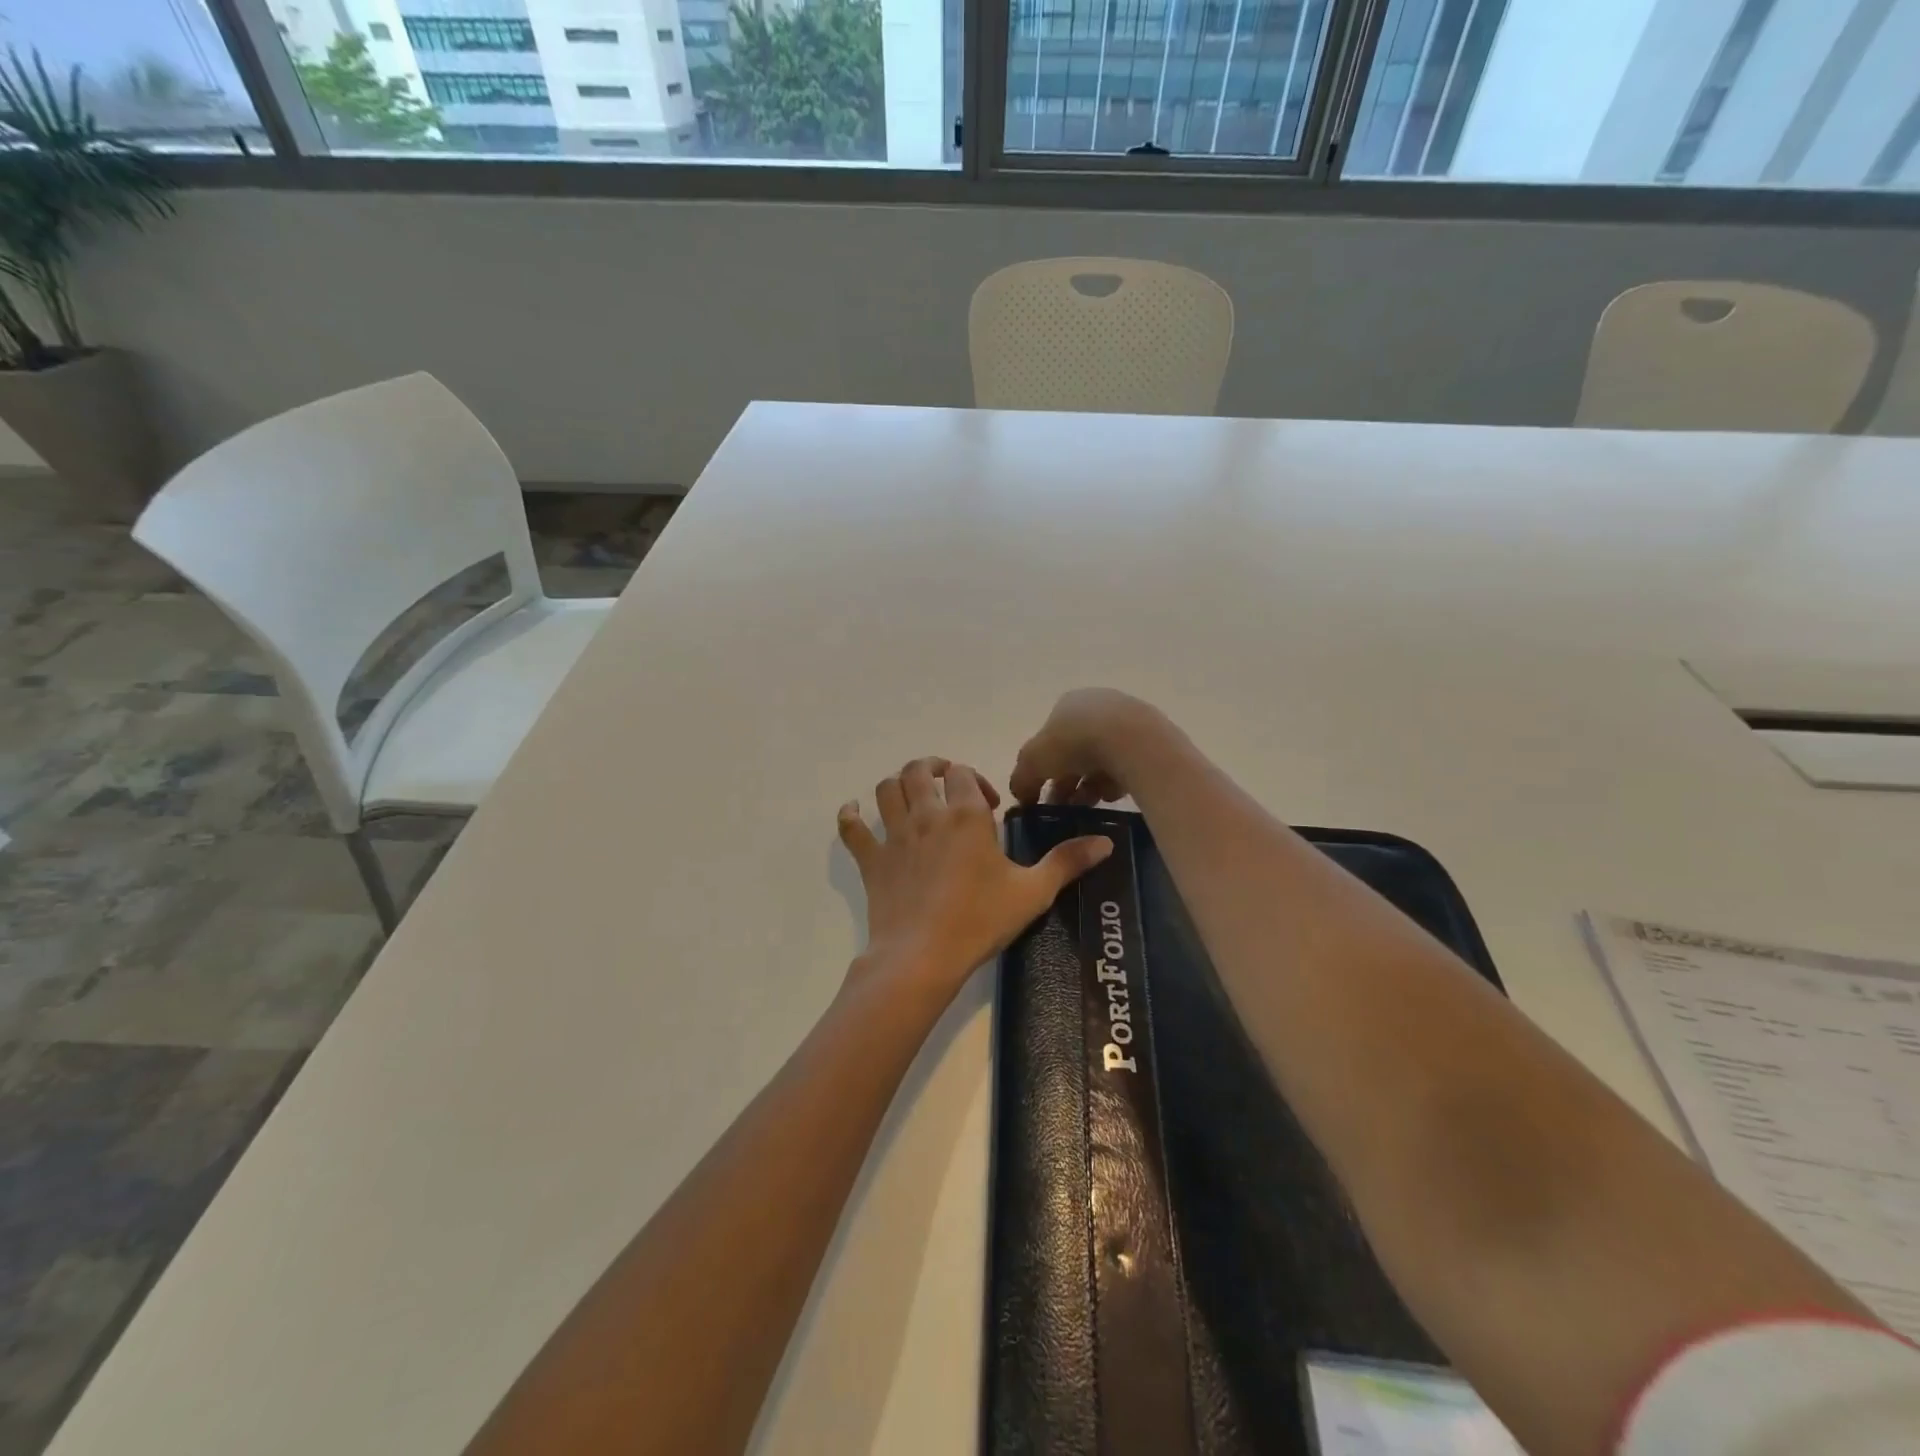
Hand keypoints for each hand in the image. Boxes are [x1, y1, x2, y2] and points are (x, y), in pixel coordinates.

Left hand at [837, 757, 1113, 1004]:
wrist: (923, 957)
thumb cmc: (980, 921)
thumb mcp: (1032, 893)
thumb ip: (1067, 863)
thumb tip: (1106, 842)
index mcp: (965, 816)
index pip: (962, 773)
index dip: (973, 779)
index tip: (987, 806)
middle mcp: (927, 816)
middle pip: (919, 771)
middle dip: (932, 770)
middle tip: (946, 787)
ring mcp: (895, 836)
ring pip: (886, 789)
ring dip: (898, 785)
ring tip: (912, 799)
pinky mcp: (872, 860)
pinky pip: (852, 828)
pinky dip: (850, 815)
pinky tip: (855, 813)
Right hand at [1010, 688, 1174, 806]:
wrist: (1133, 741)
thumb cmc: (1074, 743)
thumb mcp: (1033, 762)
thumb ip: (1022, 778)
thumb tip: (1020, 794)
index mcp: (1067, 704)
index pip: (1049, 739)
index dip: (1043, 768)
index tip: (1042, 794)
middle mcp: (1097, 706)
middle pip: (1076, 750)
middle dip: (1067, 781)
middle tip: (1064, 808)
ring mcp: (1127, 720)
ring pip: (1102, 759)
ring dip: (1090, 785)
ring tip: (1088, 807)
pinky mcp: (1151, 739)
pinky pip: (1126, 765)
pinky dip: (1116, 781)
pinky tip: (1112, 796)